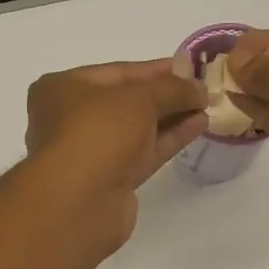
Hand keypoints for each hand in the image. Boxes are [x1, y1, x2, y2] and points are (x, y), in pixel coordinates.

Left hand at [25, 59, 207, 250]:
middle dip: (165, 95)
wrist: (80, 201)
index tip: (190, 67)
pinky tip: (197, 126)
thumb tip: (199, 88)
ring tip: (206, 106)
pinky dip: (168, 139)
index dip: (156, 69)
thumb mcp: (139, 98)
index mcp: (62, 89)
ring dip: (171, 117)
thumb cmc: (99, 132)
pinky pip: (143, 153)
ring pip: (137, 130)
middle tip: (202, 89)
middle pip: (127, 102)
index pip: (117, 72)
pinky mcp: (110, 181)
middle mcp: (71, 119)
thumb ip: (172, 89)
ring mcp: (91, 153)